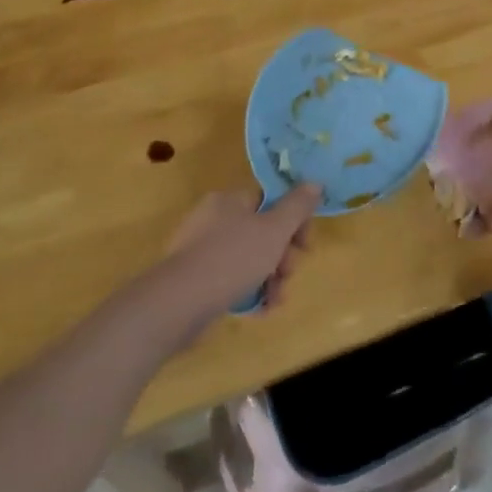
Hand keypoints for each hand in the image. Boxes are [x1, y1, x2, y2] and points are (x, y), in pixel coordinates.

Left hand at [164, 182, 321, 317]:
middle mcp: (214, 220)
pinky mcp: (195, 280)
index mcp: (230, 200)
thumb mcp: (274, 230)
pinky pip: (232, 279)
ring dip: (271, 278)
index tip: (305, 245)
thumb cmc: (231, 258)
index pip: (271, 201)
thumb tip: (315, 182)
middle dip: (283, 256)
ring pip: (250, 258)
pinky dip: (250, 291)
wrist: (177, 305)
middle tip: (288, 273)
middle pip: (262, 231)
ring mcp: (202, 251)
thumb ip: (297, 206)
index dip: (294, 221)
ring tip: (275, 299)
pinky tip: (260, 309)